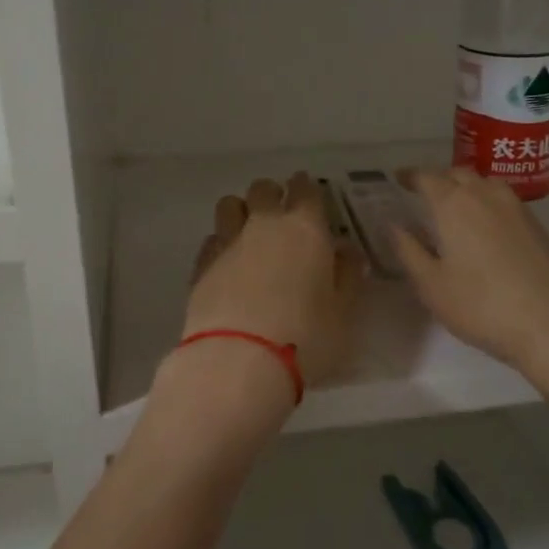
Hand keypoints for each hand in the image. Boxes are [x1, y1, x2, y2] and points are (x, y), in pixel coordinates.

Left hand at [176, 173, 364, 403]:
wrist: (238, 361)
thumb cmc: (306, 337)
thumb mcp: (343, 312)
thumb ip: (347, 276)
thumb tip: (346, 252)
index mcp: (305, 228)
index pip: (306, 189)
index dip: (308, 188)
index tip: (310, 194)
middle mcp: (264, 225)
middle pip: (263, 189)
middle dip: (273, 194)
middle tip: (281, 213)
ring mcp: (228, 242)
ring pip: (230, 205)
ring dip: (241, 210)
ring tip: (249, 230)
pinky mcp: (201, 265)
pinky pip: (212, 238)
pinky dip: (221, 242)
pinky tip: (228, 261)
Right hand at [391, 168, 548, 401]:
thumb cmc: (483, 307)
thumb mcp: (432, 286)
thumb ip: (409, 251)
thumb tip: (393, 225)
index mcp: (455, 204)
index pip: (427, 177)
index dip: (410, 176)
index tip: (399, 179)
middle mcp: (487, 196)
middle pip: (460, 173)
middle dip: (440, 179)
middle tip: (425, 195)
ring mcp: (520, 209)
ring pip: (487, 184)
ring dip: (468, 188)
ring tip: (457, 209)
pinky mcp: (541, 228)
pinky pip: (507, 204)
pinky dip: (490, 206)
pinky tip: (488, 232)